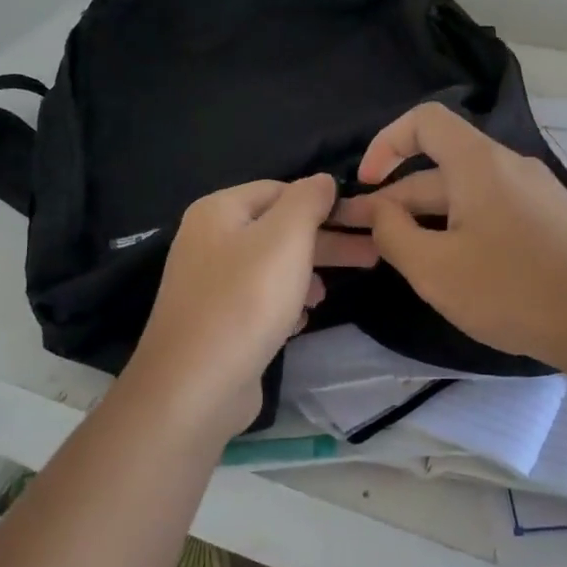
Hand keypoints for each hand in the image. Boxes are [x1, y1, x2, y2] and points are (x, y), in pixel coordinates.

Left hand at [127, 174, 377, 438]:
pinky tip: (302, 320)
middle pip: (278, 230)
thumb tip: (323, 180)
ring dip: (307, 275)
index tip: (362, 221)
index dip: (322, 202)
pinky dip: (285, 304)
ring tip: (331, 294)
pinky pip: (259, 301)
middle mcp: (209, 241)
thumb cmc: (246, 301)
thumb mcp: (286, 238)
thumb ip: (308, 200)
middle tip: (371, 256)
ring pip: (271, 267)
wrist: (195, 386)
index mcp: (219, 211)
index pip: (280, 189)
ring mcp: (210, 285)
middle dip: (325, 242)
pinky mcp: (217, 322)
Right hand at [334, 103, 566, 373]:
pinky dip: (460, 226)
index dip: (385, 143)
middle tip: (364, 238)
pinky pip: (492, 210)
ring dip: (427, 217)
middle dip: (397, 199)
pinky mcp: (551, 220)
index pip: (424, 120)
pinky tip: (452, 264)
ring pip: (466, 193)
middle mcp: (509, 165)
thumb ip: (392, 233)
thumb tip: (378, 211)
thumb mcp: (434, 269)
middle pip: (440, 166)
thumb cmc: (512, 290)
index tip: (366, 185)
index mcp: (479, 162)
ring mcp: (536, 192)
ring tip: (402, 256)